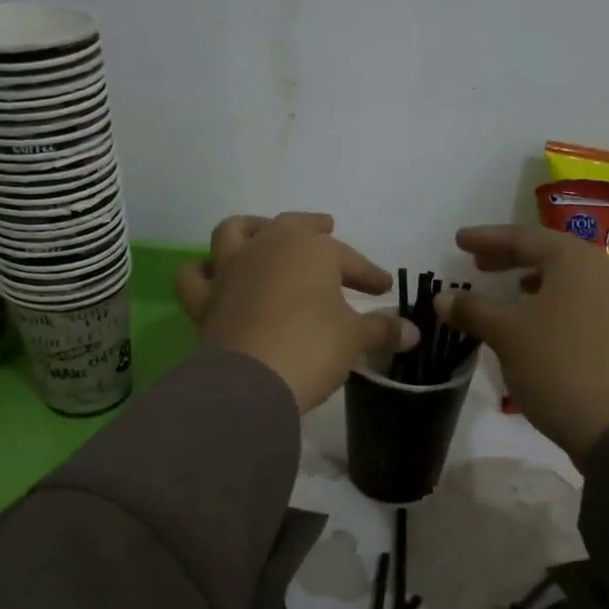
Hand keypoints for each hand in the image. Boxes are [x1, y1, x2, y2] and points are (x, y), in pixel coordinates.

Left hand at [176, 213, 417, 412]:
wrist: (251, 381)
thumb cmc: (312, 348)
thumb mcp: (355, 339)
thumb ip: (383, 330)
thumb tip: (413, 332)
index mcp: (310, 249)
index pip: (348, 258)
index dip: (369, 273)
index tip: (384, 288)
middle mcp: (267, 247)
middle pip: (293, 227)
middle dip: (314, 229)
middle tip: (327, 230)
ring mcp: (230, 269)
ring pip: (235, 232)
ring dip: (251, 228)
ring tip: (263, 232)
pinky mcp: (204, 299)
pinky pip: (195, 276)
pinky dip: (203, 272)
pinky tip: (213, 276)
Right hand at [436, 224, 608, 464]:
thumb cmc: (557, 365)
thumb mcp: (506, 334)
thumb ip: (472, 309)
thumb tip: (442, 297)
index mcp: (574, 260)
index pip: (523, 237)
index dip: (487, 238)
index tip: (459, 240)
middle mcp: (601, 272)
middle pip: (548, 255)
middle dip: (510, 257)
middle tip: (478, 264)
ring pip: (566, 280)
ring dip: (532, 281)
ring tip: (508, 290)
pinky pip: (579, 303)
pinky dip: (551, 303)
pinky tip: (536, 322)